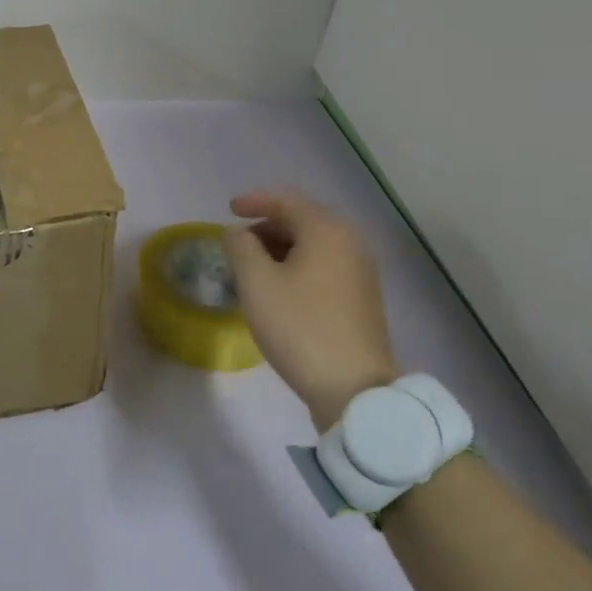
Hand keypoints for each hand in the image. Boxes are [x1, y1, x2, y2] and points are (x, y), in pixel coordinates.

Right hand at [224, 188, 399, 429]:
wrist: (355, 390)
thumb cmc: (300, 327)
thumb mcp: (257, 283)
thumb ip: (240, 247)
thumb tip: (236, 232)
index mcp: (327, 231)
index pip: (286, 200)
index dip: (254, 201)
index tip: (229, 210)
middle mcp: (350, 243)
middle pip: (302, 220)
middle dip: (266, 227)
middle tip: (238, 244)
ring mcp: (361, 271)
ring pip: (313, 245)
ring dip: (281, 249)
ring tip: (253, 268)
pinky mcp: (362, 298)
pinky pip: (324, 266)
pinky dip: (298, 266)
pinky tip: (279, 289)